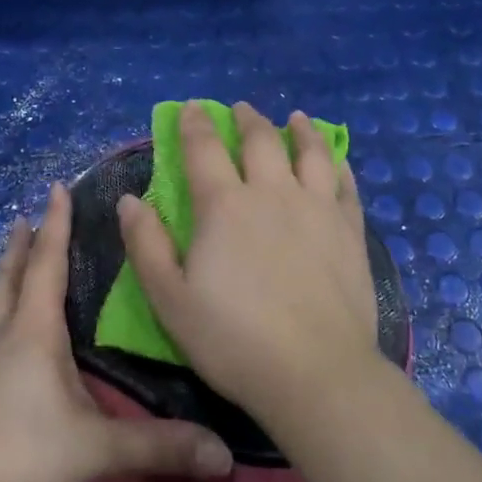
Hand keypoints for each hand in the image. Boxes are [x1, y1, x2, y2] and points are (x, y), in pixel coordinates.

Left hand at [0, 182, 233, 481]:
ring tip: (14, 263)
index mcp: (34, 332)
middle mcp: (5, 338)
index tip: (56, 187)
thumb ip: (159, 446)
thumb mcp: (96, 448)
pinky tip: (12, 341)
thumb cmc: (20, 454)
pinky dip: (4, 317)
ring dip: (7, 277)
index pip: (47, 264)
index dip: (55, 225)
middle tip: (23, 218)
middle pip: (11, 278)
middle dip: (20, 246)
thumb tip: (225, 454)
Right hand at [118, 101, 381, 434]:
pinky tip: (337, 162)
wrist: (316, 373)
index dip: (194, 124)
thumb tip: (130, 200)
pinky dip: (339, 166)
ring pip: (311, 153)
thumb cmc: (233, 341)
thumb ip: (146, 245)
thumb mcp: (170, 300)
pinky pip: (345, 186)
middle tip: (239, 109)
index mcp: (225, 206)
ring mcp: (317, 209)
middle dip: (246, 119)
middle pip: (260, 141)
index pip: (204, 149)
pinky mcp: (350, 231)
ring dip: (300, 131)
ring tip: (295, 118)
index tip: (191, 107)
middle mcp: (273, 193)